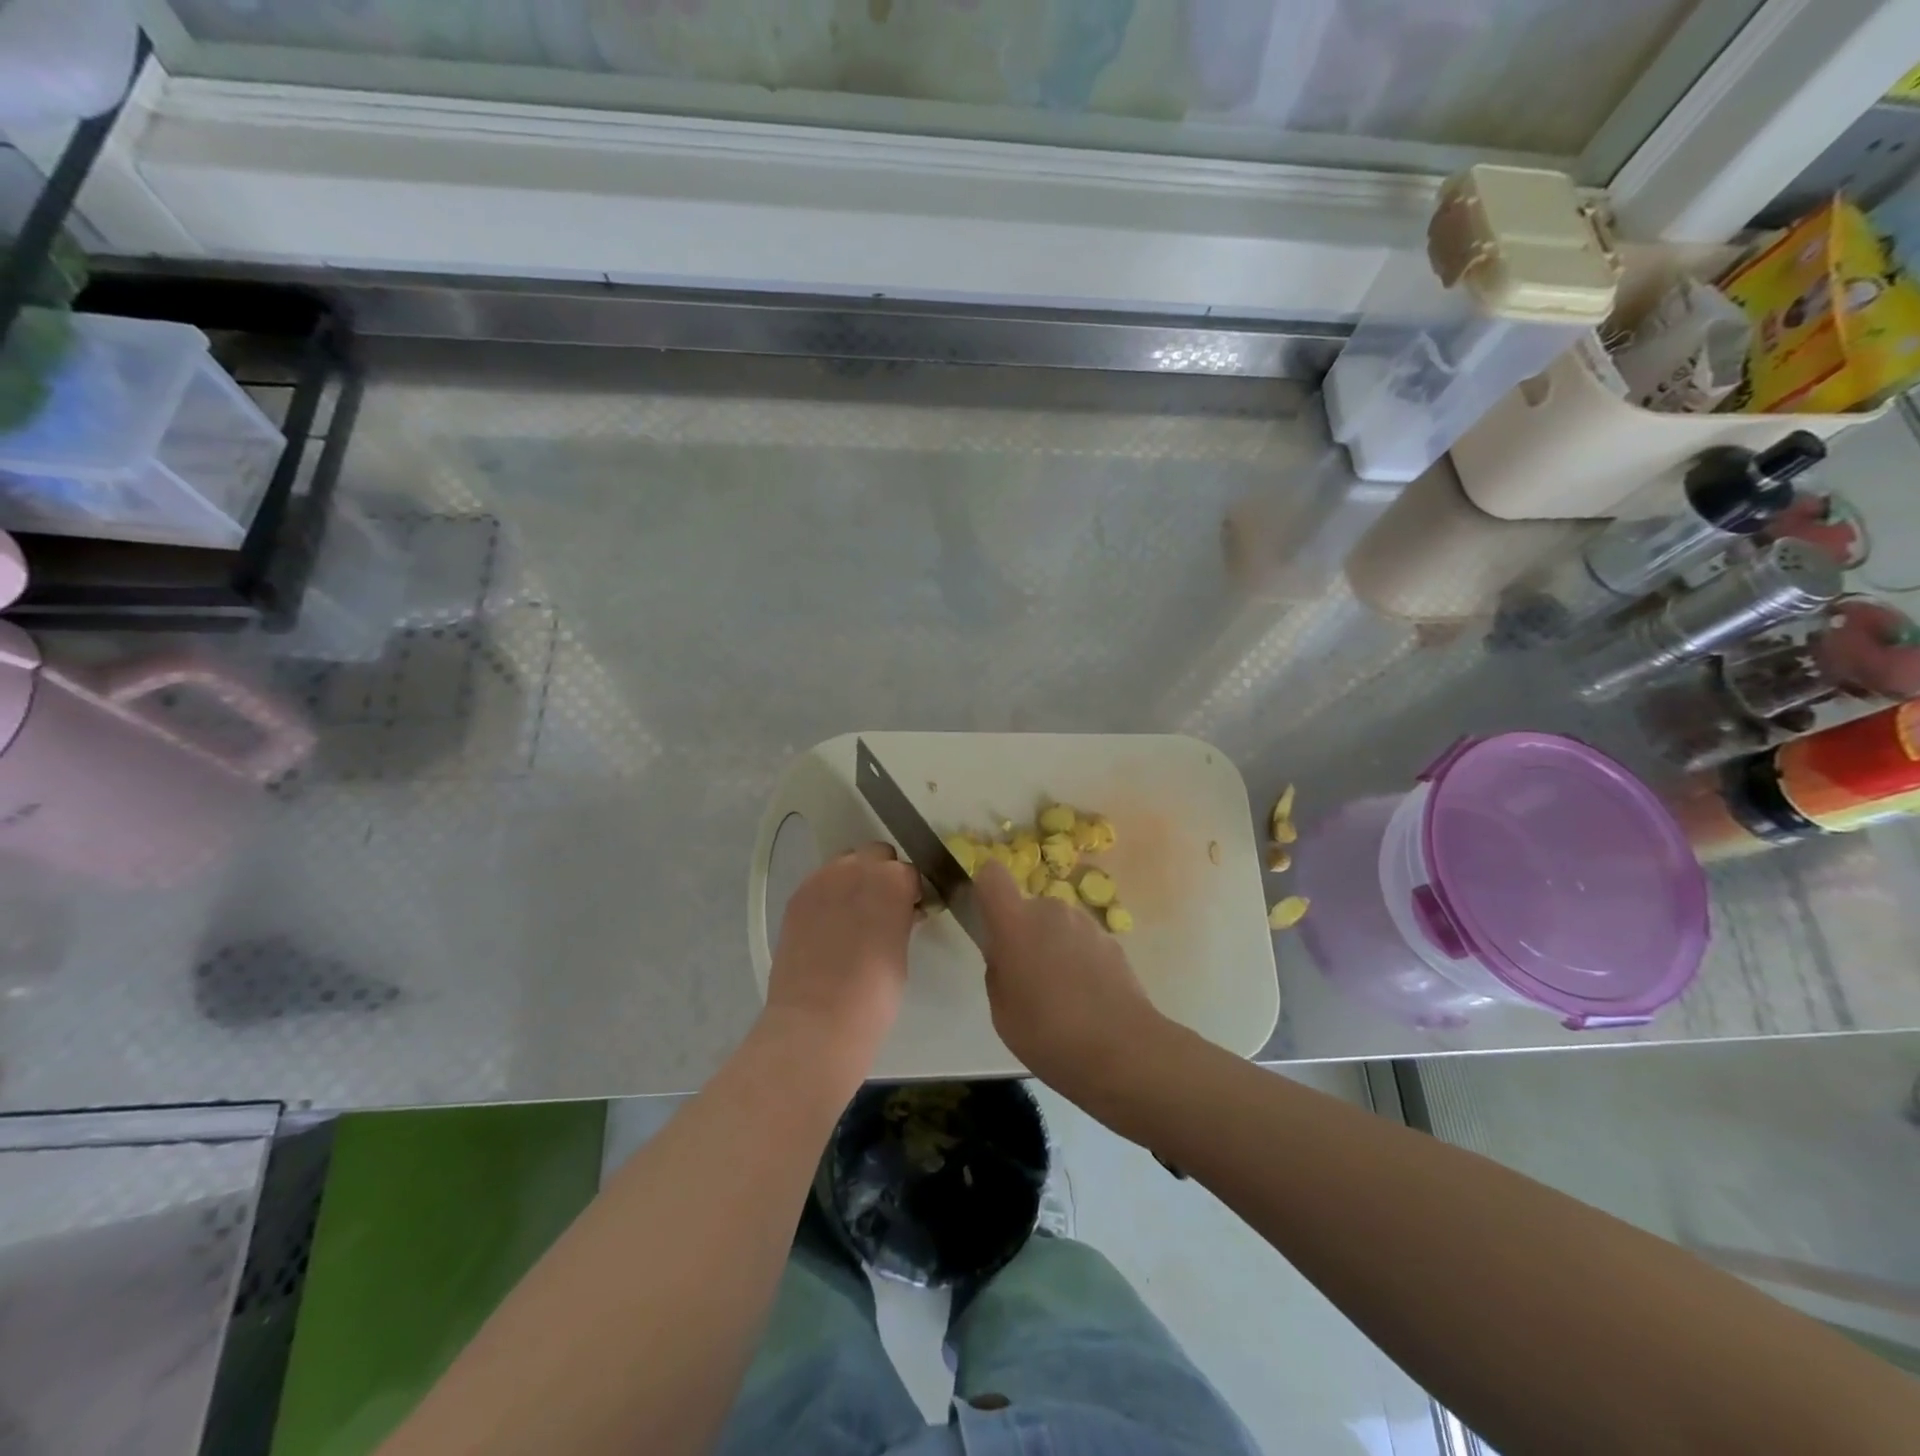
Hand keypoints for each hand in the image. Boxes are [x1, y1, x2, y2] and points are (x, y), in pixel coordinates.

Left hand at [766, 842, 920, 1061]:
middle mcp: (857, 868)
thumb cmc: (874, 994)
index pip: (909, 872)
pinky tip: (828, 925)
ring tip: (852, 915)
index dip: (911, 892)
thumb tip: (902, 912)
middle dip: (882, 875)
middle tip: (882, 909)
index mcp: (893, 881)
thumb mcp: (901, 952)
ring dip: (854, 879)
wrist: (816, 1021)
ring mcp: (822, 880)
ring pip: (845, 863)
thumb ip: (901, 919)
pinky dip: (828, 895)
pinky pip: (820, 882)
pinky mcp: (797, 896)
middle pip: (876, 855)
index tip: (910, 912)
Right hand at [974, 861, 1167, 1094]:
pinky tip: (1087, 999)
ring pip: (1057, 926)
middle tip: (1026, 978)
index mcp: (1016, 922)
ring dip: (1053, 946)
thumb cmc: (1048, 1033)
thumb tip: (1006, 955)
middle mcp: (1051, 910)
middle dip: (1024, 933)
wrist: (1123, 1050)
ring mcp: (1086, 923)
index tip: (987, 918)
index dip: (985, 889)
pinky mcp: (1113, 941)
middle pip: (1028, 908)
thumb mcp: (1002, 1011)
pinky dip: (1080, 960)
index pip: (992, 875)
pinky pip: (1082, 942)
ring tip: (1061, 994)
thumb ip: (998, 971)